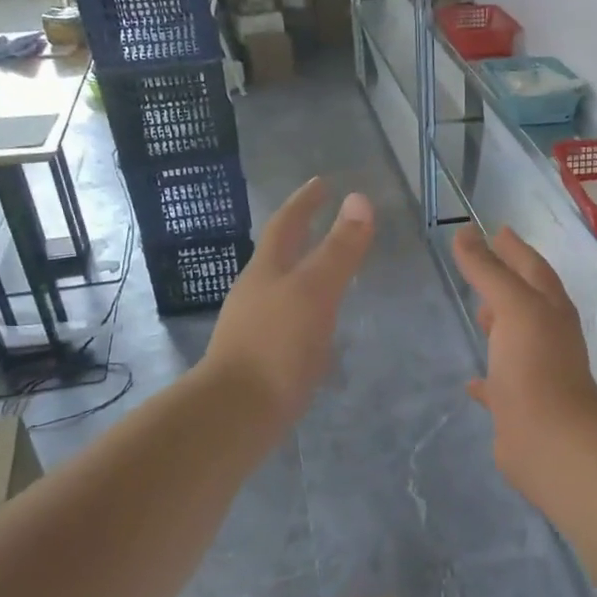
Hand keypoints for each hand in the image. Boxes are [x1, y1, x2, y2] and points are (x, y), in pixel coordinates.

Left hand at [205, 179, 374, 424]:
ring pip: (283, 290)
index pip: (287, 224)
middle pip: (279, 255)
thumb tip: (359, 199)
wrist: (237, 412)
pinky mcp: (260, 359)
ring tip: (330, 275)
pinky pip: (288, 323)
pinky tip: (320, 330)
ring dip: (305, 276)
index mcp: (267, 270)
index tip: (323, 183)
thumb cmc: (277, 345)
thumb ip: (339, 249)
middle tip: (327, 224)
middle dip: (302, 236)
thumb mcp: (315, 291)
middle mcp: (255, 293)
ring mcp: (254, 327)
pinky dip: (307, 313)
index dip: (305, 202)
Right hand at [452, 225, 596, 493]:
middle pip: (527, 301)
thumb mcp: (512, 307)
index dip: (515, 248)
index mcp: (551, 309)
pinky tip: (471, 380)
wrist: (550, 439)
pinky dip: (488, 377)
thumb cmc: (534, 365)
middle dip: (508, 283)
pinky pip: (501, 384)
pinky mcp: (520, 405)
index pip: (533, 267)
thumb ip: (488, 270)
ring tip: (477, 314)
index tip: (497, 229)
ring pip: (516, 340)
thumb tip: (466, 233)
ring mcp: (536, 372)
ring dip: (499, 325)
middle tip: (481, 270)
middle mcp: (548, 337)